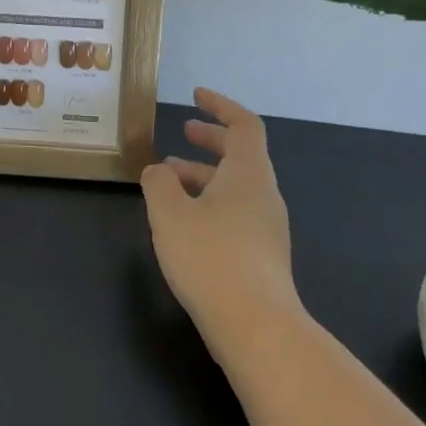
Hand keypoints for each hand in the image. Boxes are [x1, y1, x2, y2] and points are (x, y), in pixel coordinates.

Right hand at [141, 88, 300, 353]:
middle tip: (184, 131)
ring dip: (204, 173)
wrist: (258, 329)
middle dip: (212, 139)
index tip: (197, 96)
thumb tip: (159, 170)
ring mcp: (266, 228)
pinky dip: (209, 200)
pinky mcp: (261, 256)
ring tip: (168, 178)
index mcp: (247, 176)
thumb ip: (159, 182)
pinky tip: (183, 220)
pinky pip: (235, 211)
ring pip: (236, 186)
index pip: (244, 126)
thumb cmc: (211, 259)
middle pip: (242, 155)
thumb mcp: (169, 213)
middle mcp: (263, 196)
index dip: (220, 106)